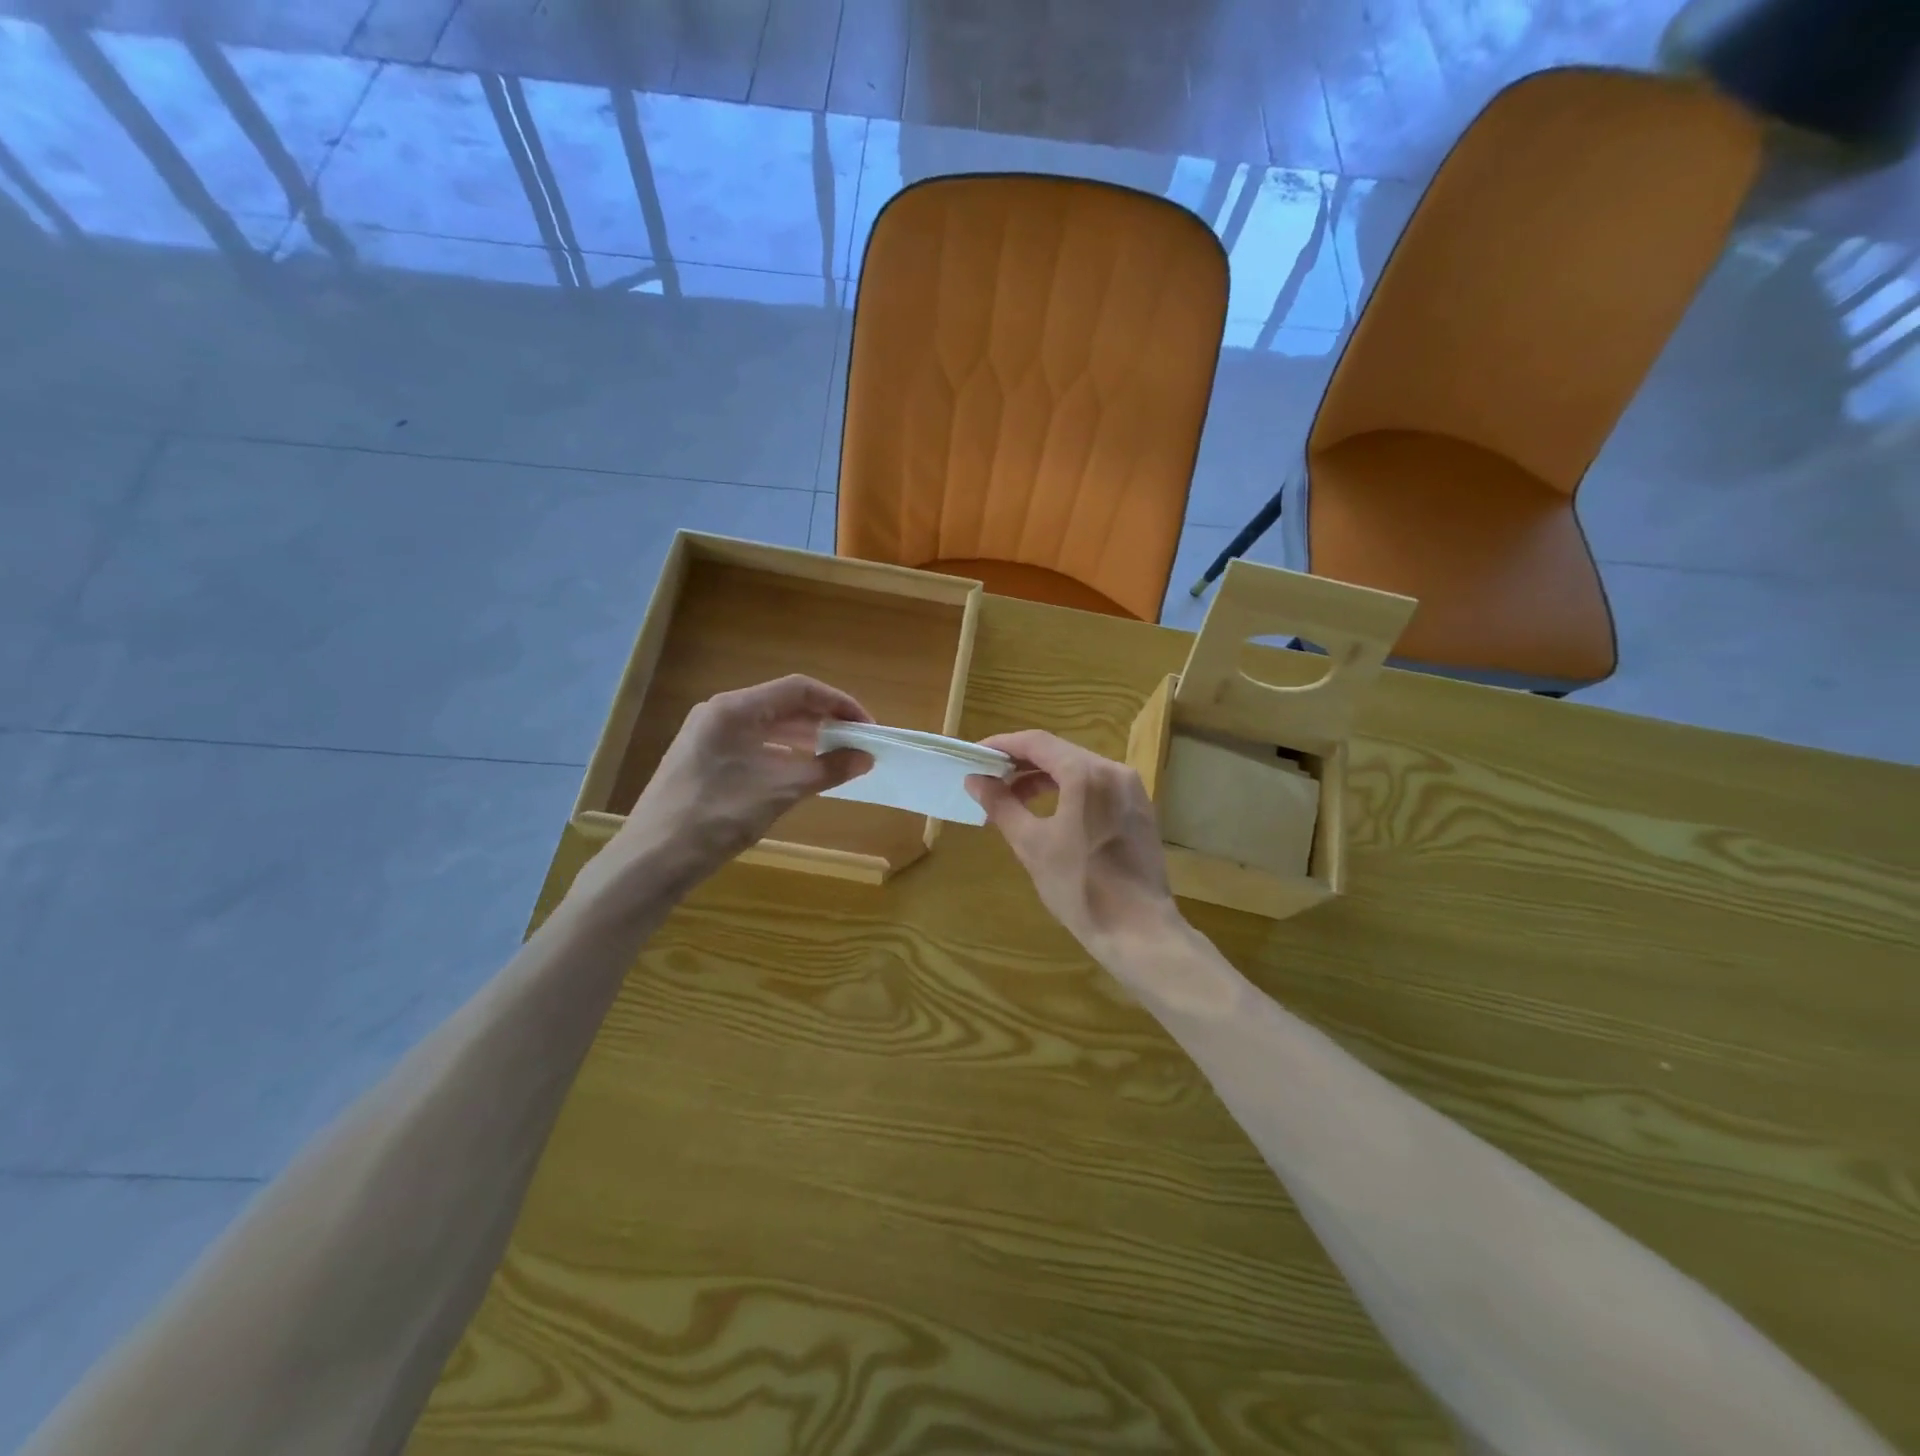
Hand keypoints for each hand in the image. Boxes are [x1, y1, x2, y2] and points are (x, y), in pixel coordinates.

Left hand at [581, 676, 873, 909]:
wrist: (652, 860)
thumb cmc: (716, 817)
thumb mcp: (778, 792)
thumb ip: (826, 770)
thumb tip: (865, 758)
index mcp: (734, 709)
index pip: (798, 689)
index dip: (838, 703)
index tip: (867, 726)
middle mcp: (720, 713)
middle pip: (783, 704)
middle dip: (824, 721)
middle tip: (857, 743)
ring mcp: (708, 736)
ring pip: (768, 726)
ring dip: (805, 738)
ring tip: (837, 757)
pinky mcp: (704, 760)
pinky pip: (753, 745)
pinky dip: (783, 754)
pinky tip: (802, 772)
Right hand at [966, 730, 1179, 956]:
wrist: (1138, 931)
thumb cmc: (1079, 887)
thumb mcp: (1032, 845)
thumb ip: (1001, 805)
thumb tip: (975, 780)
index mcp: (1086, 774)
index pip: (1036, 742)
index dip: (1002, 745)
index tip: (976, 755)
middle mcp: (1113, 770)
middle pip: (1059, 751)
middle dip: (1021, 762)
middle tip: (990, 778)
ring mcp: (1131, 789)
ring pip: (1079, 768)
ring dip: (1044, 777)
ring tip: (1013, 798)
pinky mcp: (1139, 809)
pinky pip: (1097, 786)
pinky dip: (1069, 790)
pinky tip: (1049, 810)